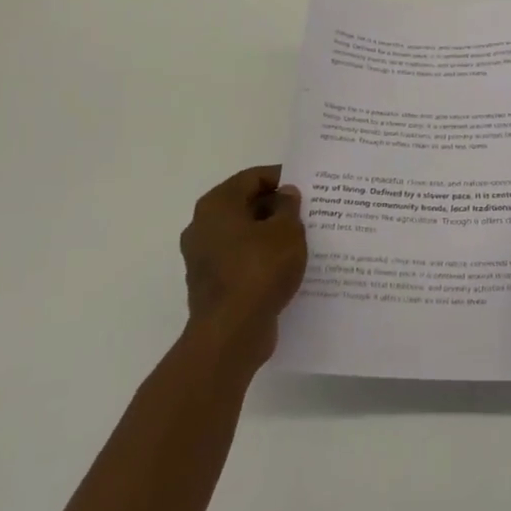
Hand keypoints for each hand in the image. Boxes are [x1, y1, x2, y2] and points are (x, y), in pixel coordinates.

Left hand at [180, 166, 307, 363]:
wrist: (232, 333)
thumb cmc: (260, 270)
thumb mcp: (287, 231)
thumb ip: (289, 207)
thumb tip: (285, 194)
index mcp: (216, 205)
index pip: (252, 177)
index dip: (280, 177)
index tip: (306, 186)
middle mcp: (202, 226)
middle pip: (245, 205)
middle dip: (276, 207)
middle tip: (307, 212)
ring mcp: (203, 257)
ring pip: (243, 235)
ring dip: (269, 234)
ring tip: (301, 239)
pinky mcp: (211, 284)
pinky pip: (240, 260)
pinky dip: (260, 258)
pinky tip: (285, 267)